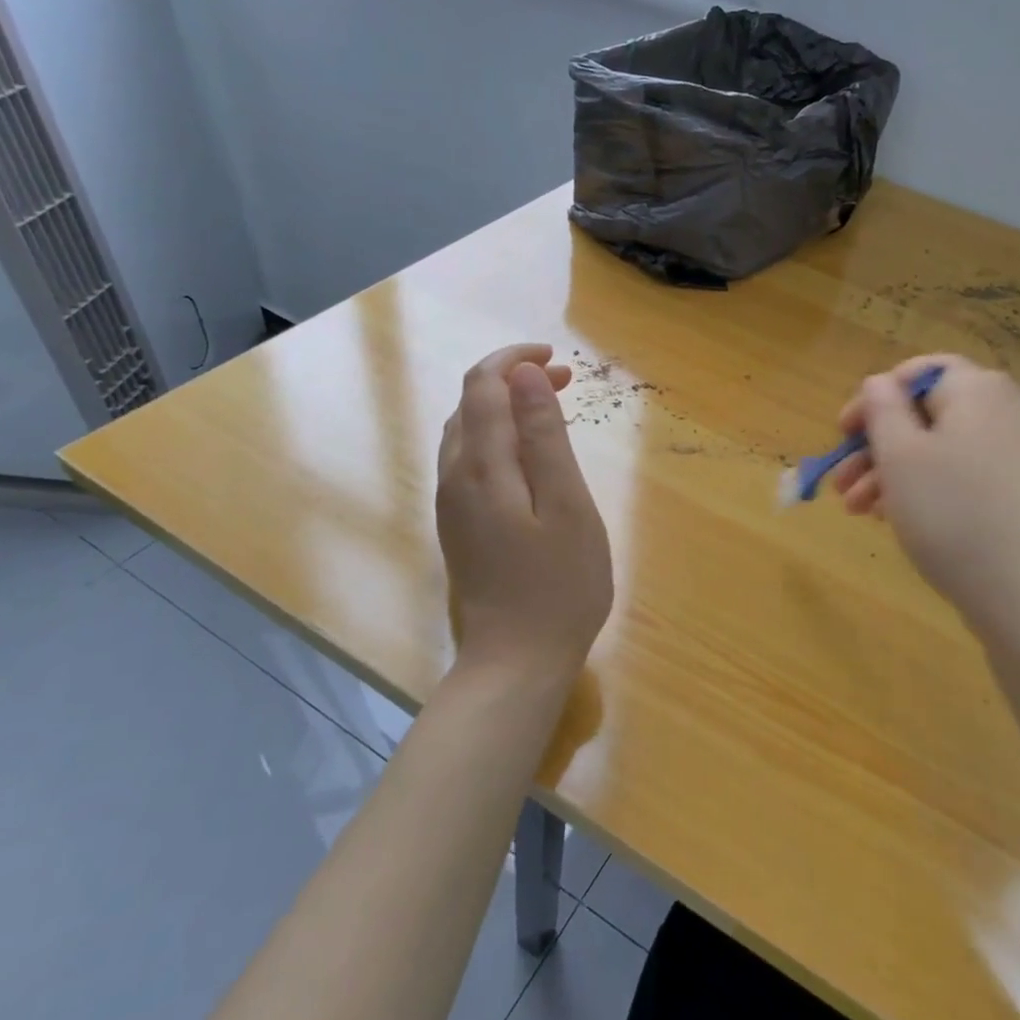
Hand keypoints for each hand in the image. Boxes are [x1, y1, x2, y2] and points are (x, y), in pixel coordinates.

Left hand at [436, 345, 612, 689]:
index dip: (515, 360)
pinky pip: (470, 459)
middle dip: (514, 379)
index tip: (558, 358)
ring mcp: (452, 504)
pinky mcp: (459, 525)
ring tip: (552, 407)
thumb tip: (524, 375)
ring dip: (505, 407)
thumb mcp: (567, 504)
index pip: (483, 385)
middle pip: (472, 404)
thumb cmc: (559, 584)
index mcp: (481, 466)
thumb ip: (544, 436)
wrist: (517, 660)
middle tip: (567, 380)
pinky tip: (529, 454)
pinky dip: (499, 436)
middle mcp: (455, 477)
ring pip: (468, 431)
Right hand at [832, 355, 1019, 637]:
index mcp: (980, 389)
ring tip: (859, 511)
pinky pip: (967, 474)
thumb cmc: (953, 515)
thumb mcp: (900, 455)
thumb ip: (881, 408)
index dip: (873, 398)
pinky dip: (930, 488)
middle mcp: (1010, 409)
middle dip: (877, 446)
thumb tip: (879, 384)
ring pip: (944, 448)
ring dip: (895, 472)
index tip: (841, 434)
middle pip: (928, 414)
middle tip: (841, 484)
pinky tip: (898, 519)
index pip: (917, 372)